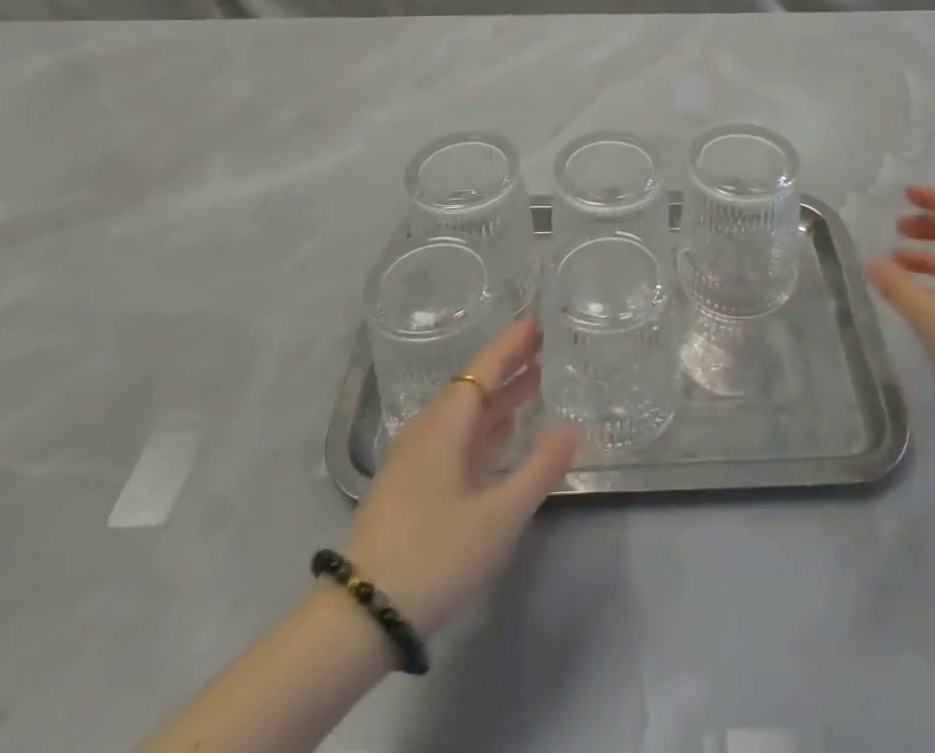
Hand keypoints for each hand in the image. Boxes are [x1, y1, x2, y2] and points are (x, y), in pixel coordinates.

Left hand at [340, 319, 582, 638]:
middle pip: (475, 384)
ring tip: (537, 380)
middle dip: (511, 363)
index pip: (484, 367)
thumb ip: (540, 468)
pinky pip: (457, 436)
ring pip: (466, 412)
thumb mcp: (499, 516)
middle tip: (549, 344)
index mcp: (446, 424)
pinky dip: (487, 425)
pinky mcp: (413, 484)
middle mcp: (429, 429)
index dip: (513, 342)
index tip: (540, 319)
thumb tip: (574, 426)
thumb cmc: (434, 556)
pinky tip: (505, 432)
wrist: (360, 616)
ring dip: (501, 396)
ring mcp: (417, 457)